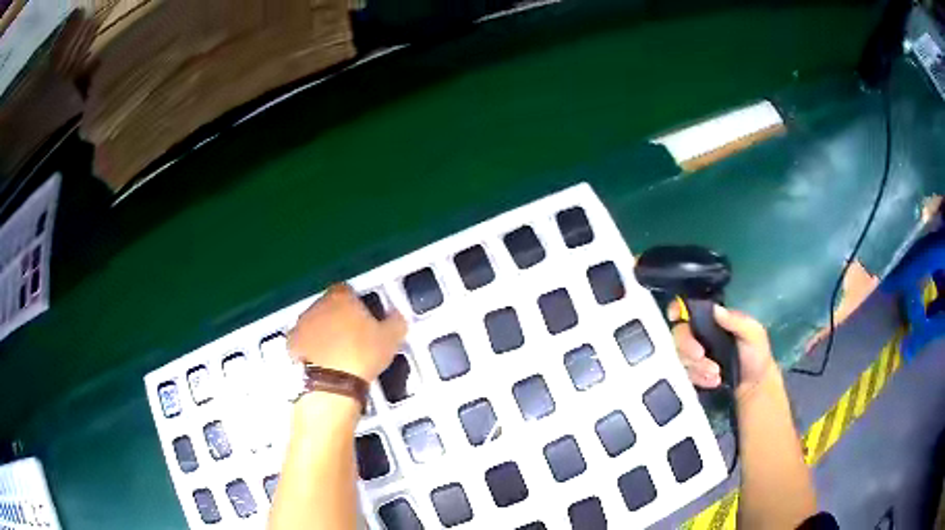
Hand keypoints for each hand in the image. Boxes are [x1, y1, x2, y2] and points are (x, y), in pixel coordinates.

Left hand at [287, 284, 406, 381]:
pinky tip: (323, 363)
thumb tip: (397, 316)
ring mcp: (301, 324)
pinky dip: (311, 349)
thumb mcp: (390, 339)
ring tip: (338, 354)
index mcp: (341, 297)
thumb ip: (395, 322)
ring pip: (314, 323)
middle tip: (354, 338)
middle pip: (329, 305)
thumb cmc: (361, 356)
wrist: (329, 384)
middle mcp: (317, 305)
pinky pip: (303, 342)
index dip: (357, 303)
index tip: (365, 318)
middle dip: (339, 318)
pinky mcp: (291, 344)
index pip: (348, 290)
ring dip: (323, 333)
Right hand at [668, 301, 776, 398]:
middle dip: (687, 347)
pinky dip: (698, 378)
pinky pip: (685, 376)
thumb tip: (715, 309)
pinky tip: (713, 381)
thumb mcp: (754, 333)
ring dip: (696, 367)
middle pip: (678, 334)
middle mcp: (699, 336)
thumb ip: (737, 321)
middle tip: (701, 356)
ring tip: (716, 374)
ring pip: (680, 357)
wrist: (754, 387)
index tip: (675, 316)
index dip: (676, 309)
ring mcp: (694, 357)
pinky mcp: (692, 375)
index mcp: (711, 320)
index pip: (688, 309)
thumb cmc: (756, 354)